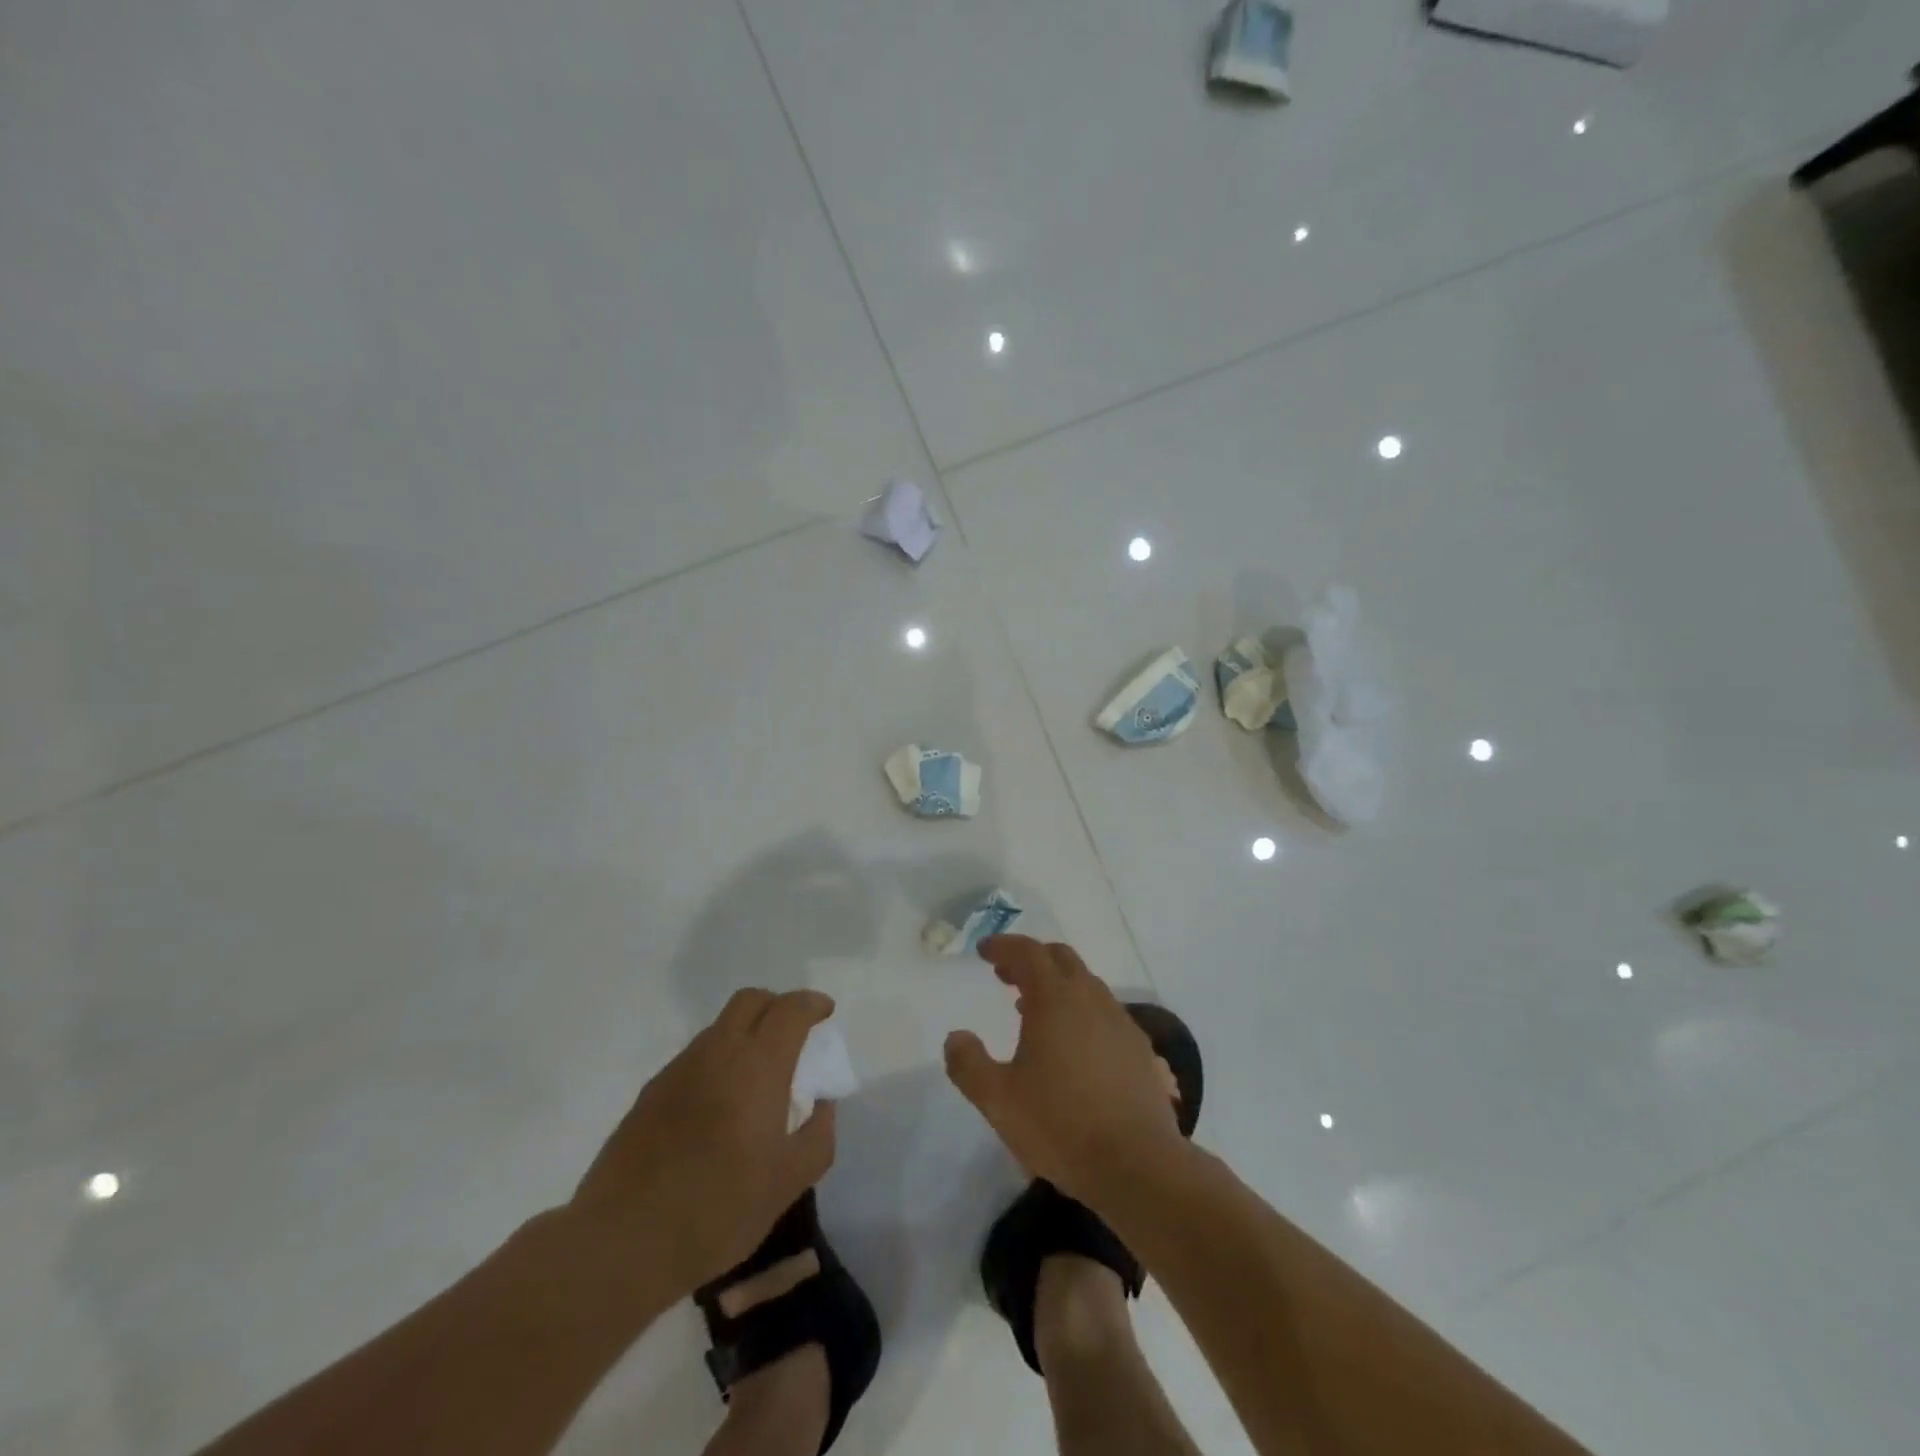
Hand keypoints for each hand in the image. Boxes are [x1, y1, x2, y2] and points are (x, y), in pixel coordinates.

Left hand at [569, 988, 837, 1304]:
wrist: (621, 1242)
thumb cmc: (718, 1209)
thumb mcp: (788, 1182)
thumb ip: (818, 1135)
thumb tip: (821, 1104)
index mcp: (758, 1064)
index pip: (790, 1009)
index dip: (812, 1004)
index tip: (825, 1015)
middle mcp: (717, 1052)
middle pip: (750, 1000)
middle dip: (777, 1007)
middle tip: (793, 1036)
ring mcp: (678, 1070)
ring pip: (719, 1028)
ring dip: (745, 1035)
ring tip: (756, 1081)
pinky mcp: (650, 1094)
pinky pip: (694, 1059)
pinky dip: (717, 1064)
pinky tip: (717, 1110)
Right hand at [944, 936, 1186, 1209]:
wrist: (1138, 1165)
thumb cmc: (1060, 1125)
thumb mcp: (998, 1100)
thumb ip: (969, 1064)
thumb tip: (956, 1037)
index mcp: (1054, 998)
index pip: (1027, 953)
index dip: (1003, 946)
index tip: (984, 951)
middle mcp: (1091, 998)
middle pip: (1060, 959)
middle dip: (1031, 959)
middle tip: (1005, 975)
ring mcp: (1120, 1022)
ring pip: (1086, 985)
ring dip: (1057, 985)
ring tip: (1033, 1009)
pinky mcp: (1140, 1049)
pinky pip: (1105, 1012)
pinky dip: (1081, 1011)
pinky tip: (1073, 1044)